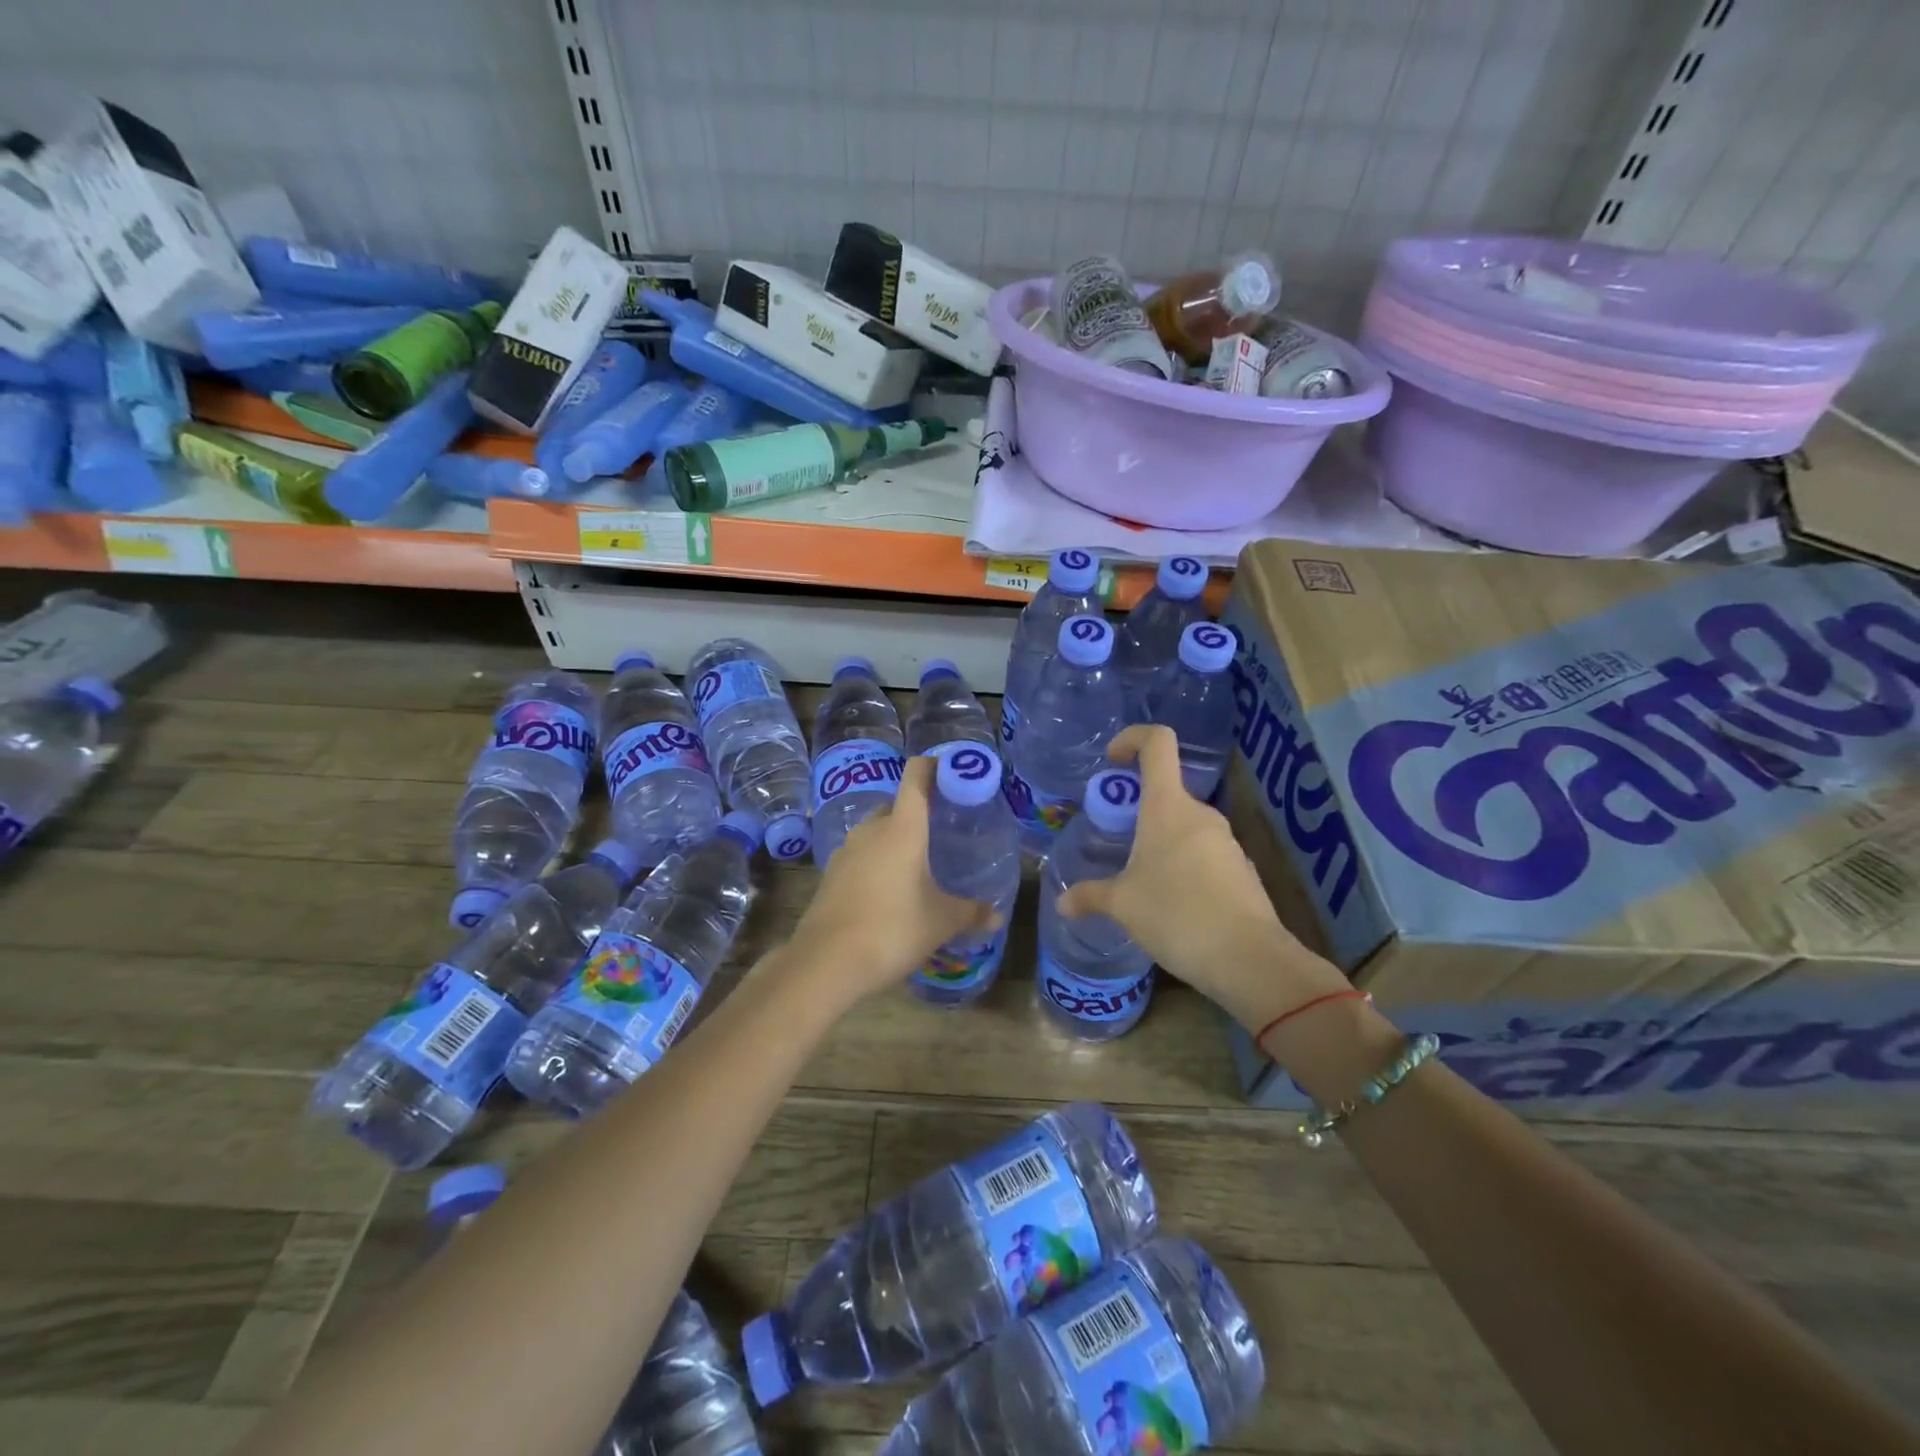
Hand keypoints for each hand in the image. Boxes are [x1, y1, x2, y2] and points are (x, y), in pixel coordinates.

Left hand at [784, 754, 996, 1005]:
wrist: (827, 961)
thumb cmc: (893, 929)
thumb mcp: (941, 922)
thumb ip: (971, 913)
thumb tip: (996, 917)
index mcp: (903, 828)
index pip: (916, 776)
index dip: (934, 766)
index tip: (953, 773)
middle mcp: (872, 830)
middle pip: (897, 806)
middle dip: (919, 813)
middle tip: (943, 832)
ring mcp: (846, 851)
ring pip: (877, 833)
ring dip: (896, 841)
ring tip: (918, 865)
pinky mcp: (831, 875)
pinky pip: (861, 857)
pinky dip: (878, 863)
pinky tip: (890, 892)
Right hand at [1054, 725, 1351, 1031]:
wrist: (1248, 959)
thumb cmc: (1176, 915)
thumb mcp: (1122, 905)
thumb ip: (1089, 896)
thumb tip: (1062, 904)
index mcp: (1168, 807)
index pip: (1157, 743)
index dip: (1132, 738)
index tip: (1112, 761)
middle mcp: (1200, 814)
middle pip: (1166, 790)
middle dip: (1137, 809)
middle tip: (1116, 841)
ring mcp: (1225, 840)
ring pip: (1184, 825)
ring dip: (1159, 841)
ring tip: (1140, 881)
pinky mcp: (1240, 868)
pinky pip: (1203, 853)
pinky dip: (1182, 865)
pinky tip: (1172, 904)